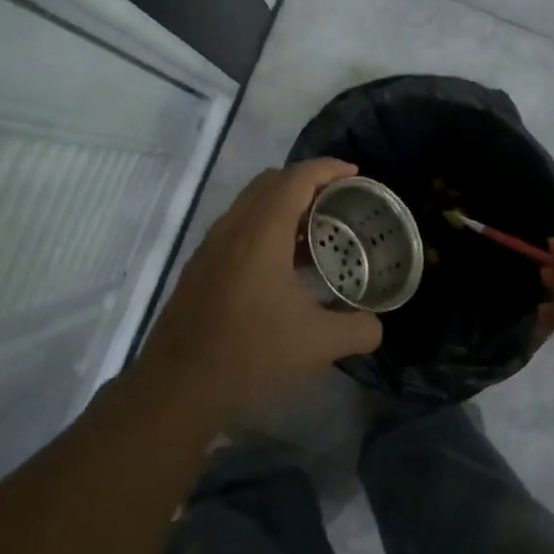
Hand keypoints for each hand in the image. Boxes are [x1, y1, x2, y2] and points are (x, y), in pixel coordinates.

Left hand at [136, 159, 382, 426]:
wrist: (178, 385)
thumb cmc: (250, 352)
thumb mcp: (318, 344)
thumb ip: (358, 329)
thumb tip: (375, 326)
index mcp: (261, 231)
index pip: (296, 178)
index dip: (328, 168)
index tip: (356, 175)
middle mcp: (232, 227)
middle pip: (271, 182)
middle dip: (307, 182)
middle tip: (340, 202)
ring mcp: (211, 246)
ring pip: (251, 205)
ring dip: (285, 207)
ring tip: (318, 235)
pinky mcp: (200, 268)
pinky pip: (238, 229)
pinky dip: (266, 229)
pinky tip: (285, 268)